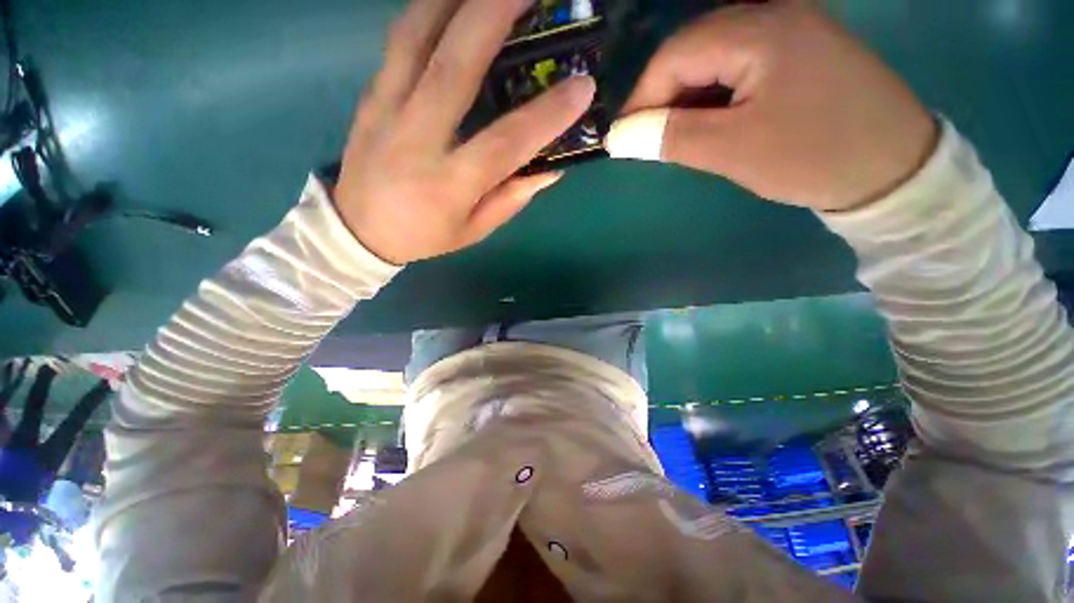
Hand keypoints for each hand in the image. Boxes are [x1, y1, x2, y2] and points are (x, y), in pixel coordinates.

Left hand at [334, 0, 595, 264]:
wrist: (359, 229)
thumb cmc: (424, 235)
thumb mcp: (474, 230)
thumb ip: (512, 198)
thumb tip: (551, 168)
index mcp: (449, 185)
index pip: (503, 145)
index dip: (545, 116)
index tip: (582, 87)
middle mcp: (417, 140)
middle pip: (454, 67)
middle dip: (495, 16)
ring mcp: (387, 109)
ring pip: (417, 37)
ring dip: (456, 0)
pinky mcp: (371, 94)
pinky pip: (399, 41)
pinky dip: (428, 11)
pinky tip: (452, 2)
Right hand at [607, 1, 937, 211]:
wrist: (893, 167)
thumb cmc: (811, 157)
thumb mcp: (732, 151)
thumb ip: (671, 137)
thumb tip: (620, 136)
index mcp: (760, 31)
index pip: (675, 54)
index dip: (642, 97)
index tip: (624, 137)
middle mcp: (775, 14)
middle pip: (694, 48)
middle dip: (664, 95)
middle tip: (650, 138)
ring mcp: (792, 27)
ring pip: (715, 56)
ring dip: (689, 95)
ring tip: (681, 133)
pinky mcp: (801, 48)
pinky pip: (741, 61)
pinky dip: (716, 92)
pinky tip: (715, 119)